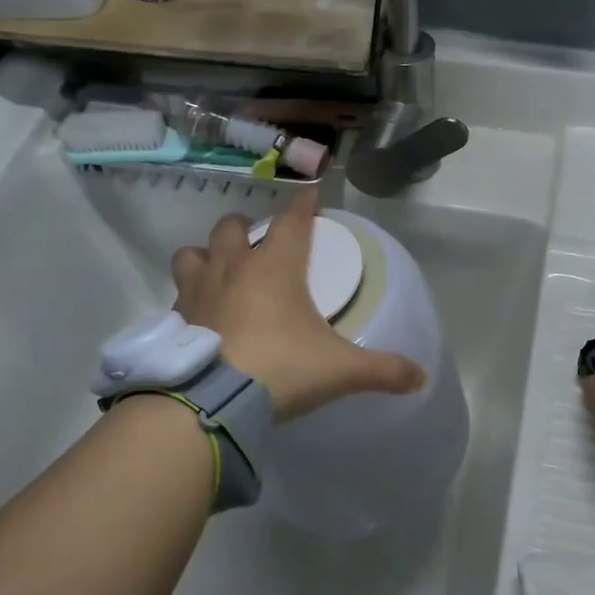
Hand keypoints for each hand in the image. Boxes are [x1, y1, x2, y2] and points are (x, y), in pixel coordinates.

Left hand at [171, 189, 424, 421]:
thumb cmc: (281, 369)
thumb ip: (383, 370)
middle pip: (232, 227)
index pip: (292, 221)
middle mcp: (232, 268)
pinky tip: (200, 316)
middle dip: (246, 227)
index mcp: (275, 267)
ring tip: (219, 271)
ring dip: (207, 255)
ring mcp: (197, 290)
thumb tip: (420, 377)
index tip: (310, 194)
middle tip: (257, 241)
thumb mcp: (340, 371)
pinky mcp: (174, 318)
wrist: (212, 400)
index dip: (303, 205)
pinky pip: (178, 294)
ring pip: (193, 253)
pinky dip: (190, 297)